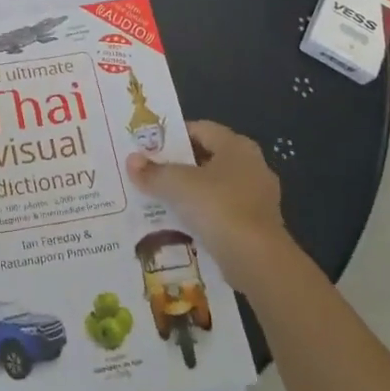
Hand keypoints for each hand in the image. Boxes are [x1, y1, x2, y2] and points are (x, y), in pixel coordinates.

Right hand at [126, 121, 292, 290]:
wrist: (257, 261)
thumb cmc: (218, 207)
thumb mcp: (177, 185)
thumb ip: (153, 172)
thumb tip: (131, 160)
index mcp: (237, 146)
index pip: (200, 129)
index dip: (173, 136)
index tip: (148, 147)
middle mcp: (252, 166)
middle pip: (207, 158)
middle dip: (179, 166)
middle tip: (150, 173)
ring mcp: (258, 197)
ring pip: (215, 187)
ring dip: (191, 193)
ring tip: (160, 200)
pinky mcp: (258, 226)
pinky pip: (223, 212)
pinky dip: (204, 216)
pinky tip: (182, 225)